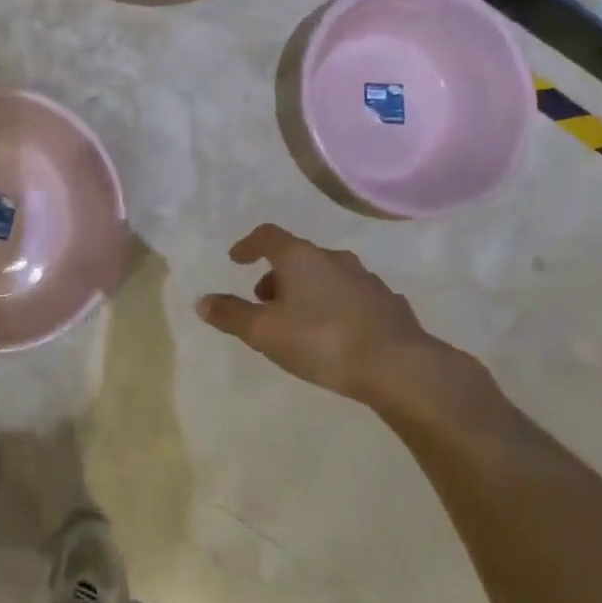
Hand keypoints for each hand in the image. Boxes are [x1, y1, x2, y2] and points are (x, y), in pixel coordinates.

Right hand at [197, 224, 495, 426]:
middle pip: (298, 256)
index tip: (237, 259)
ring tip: (299, 321)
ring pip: (327, 276)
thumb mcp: (264, 332)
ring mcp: (366, 279)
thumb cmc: (322, 341)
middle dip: (278, 275)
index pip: (268, 235)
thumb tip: (201, 301)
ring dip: (308, 290)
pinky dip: (336, 306)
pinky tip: (337, 333)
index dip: (249, 245)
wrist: (400, 367)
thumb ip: (231, 315)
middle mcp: (334, 259)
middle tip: (264, 301)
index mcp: (300, 257)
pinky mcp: (389, 304)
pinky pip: (353, 296)